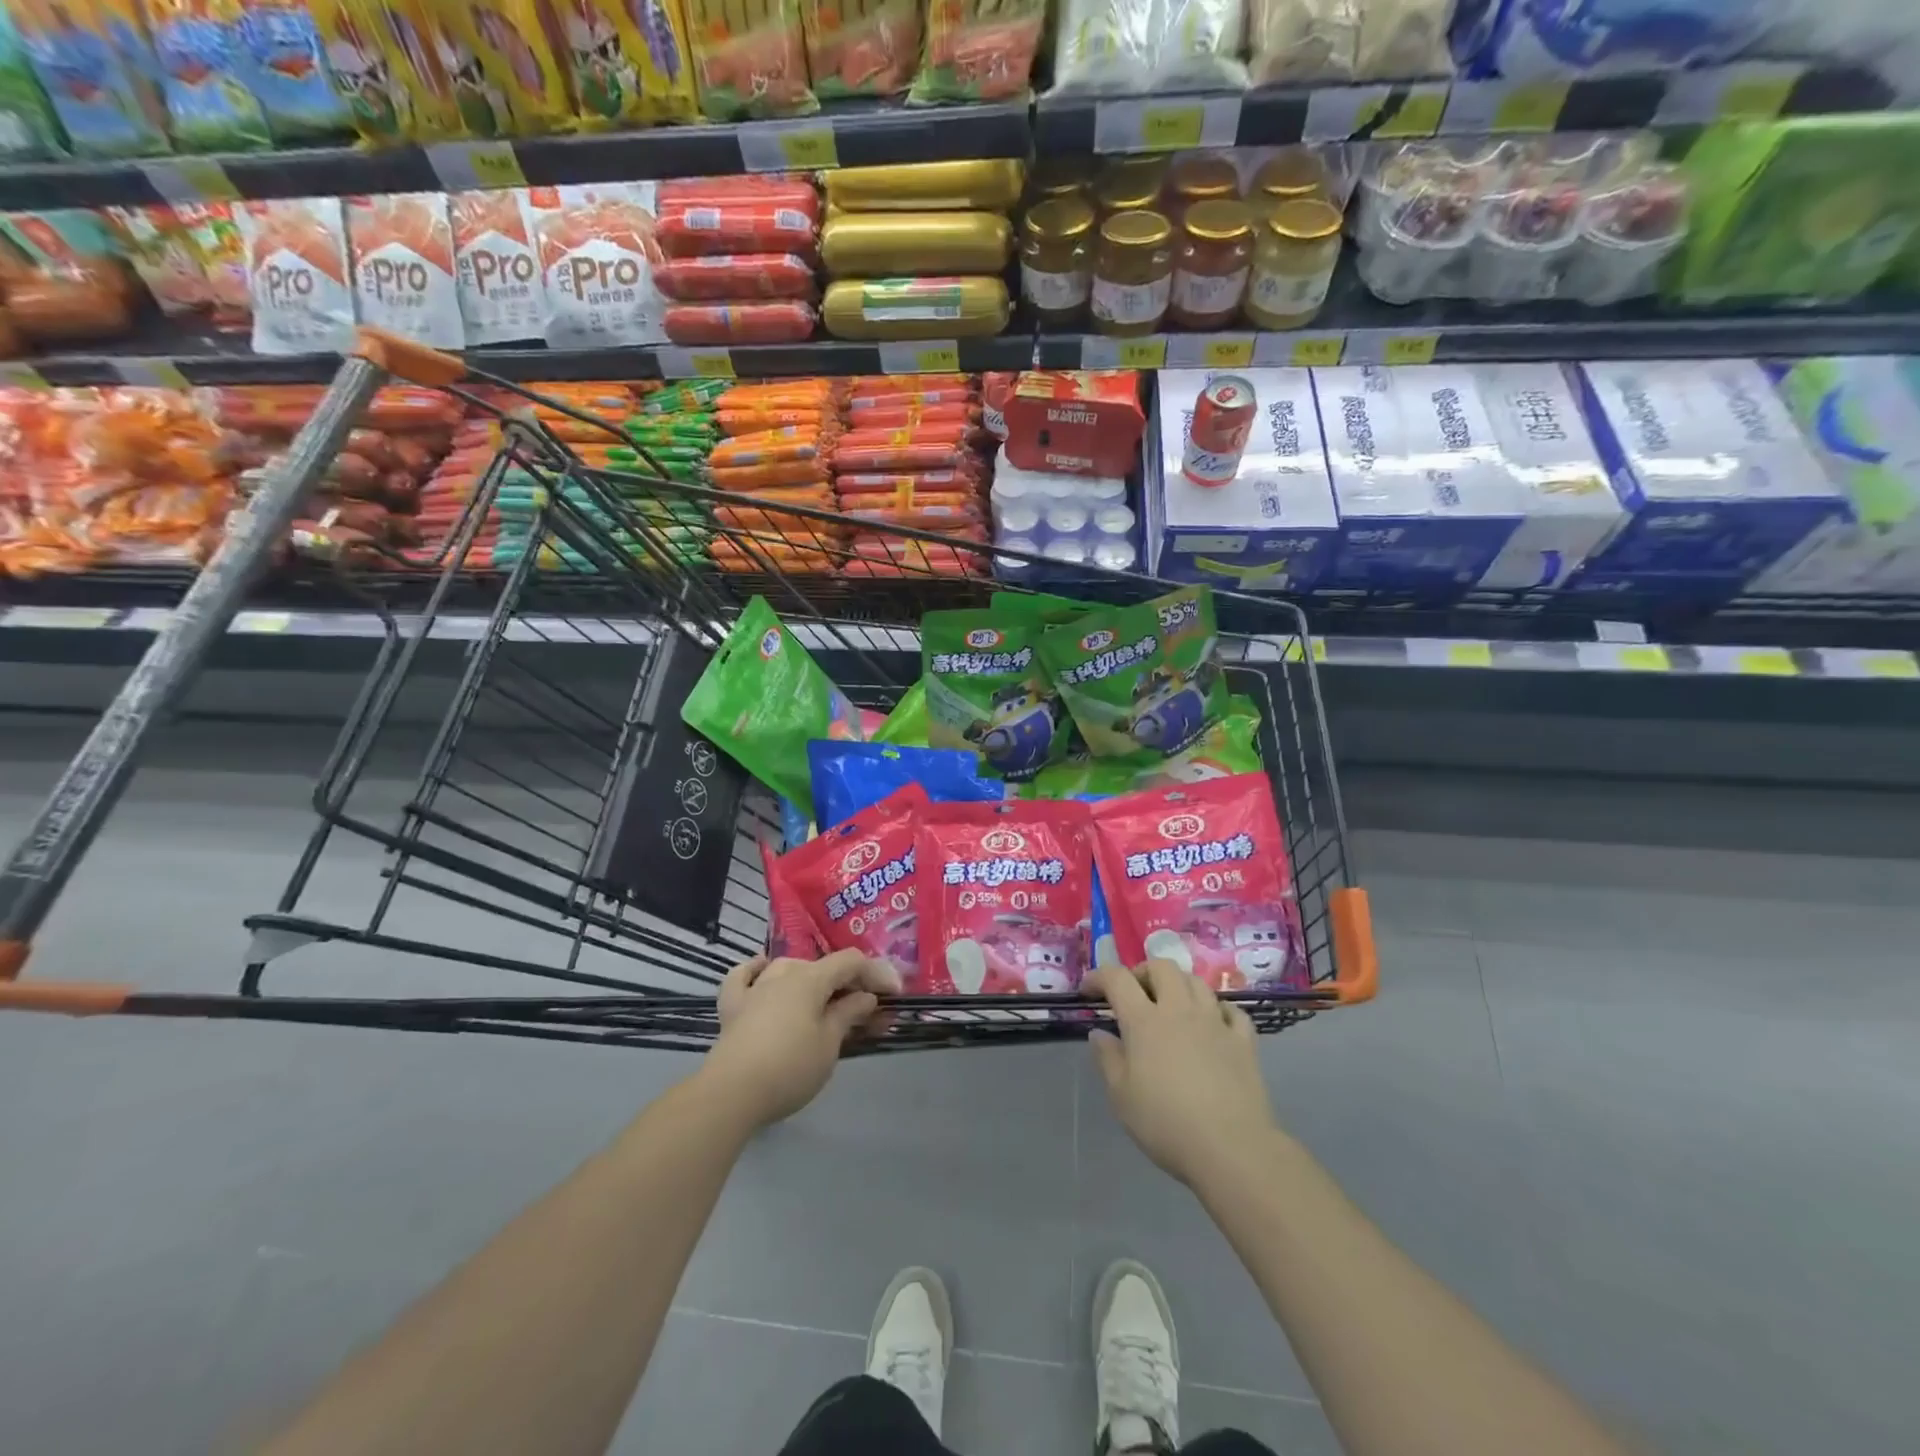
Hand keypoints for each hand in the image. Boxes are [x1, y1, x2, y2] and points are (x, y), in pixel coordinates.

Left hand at [701, 950, 898, 1128]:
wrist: (731, 1094)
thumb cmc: (789, 1068)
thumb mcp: (829, 1044)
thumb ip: (848, 1014)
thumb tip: (865, 997)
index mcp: (810, 978)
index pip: (850, 962)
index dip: (876, 974)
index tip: (894, 995)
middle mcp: (782, 974)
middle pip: (821, 968)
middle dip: (848, 985)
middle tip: (867, 1012)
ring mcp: (754, 988)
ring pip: (787, 969)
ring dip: (810, 980)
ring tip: (823, 999)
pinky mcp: (732, 1008)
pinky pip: (743, 977)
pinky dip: (755, 971)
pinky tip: (762, 971)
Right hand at [1089, 960, 1278, 1186]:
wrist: (1231, 1149)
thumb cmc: (1166, 1123)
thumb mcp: (1121, 1097)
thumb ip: (1107, 1059)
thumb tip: (1099, 1033)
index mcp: (1144, 1021)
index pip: (1117, 979)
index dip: (1099, 977)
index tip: (1088, 991)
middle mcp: (1180, 1010)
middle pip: (1161, 967)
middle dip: (1142, 972)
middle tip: (1133, 993)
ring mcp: (1215, 1022)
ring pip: (1196, 981)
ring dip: (1178, 984)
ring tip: (1170, 1004)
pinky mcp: (1243, 1041)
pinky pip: (1231, 1010)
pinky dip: (1217, 1009)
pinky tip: (1212, 1023)